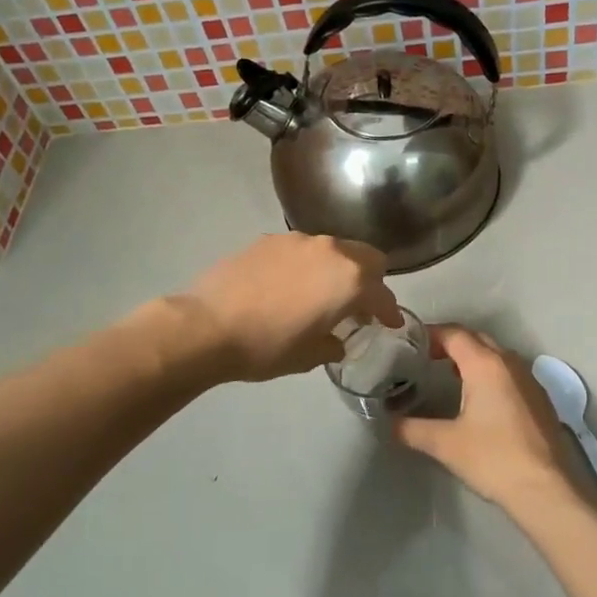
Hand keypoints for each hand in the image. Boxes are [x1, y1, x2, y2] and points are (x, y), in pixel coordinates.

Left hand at [174, 233, 401, 382]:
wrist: (207, 326)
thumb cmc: (267, 346)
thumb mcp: (309, 356)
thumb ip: (333, 343)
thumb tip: (336, 339)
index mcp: (349, 279)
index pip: (382, 293)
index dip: (389, 311)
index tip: (390, 323)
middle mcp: (330, 250)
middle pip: (365, 257)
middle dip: (370, 280)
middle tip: (360, 304)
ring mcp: (297, 240)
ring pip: (332, 249)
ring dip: (337, 269)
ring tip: (322, 294)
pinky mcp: (268, 240)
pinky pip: (301, 250)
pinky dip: (306, 266)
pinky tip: (289, 287)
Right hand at [395, 326, 576, 508]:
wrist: (545, 489)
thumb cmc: (493, 458)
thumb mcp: (445, 443)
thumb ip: (411, 429)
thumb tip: (389, 424)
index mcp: (486, 365)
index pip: (455, 334)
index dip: (431, 334)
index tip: (410, 343)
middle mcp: (510, 363)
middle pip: (477, 339)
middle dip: (451, 343)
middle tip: (426, 357)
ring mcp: (530, 380)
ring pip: (497, 355)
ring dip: (473, 358)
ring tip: (449, 375)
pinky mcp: (540, 399)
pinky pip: (510, 373)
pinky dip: (491, 374)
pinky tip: (480, 398)